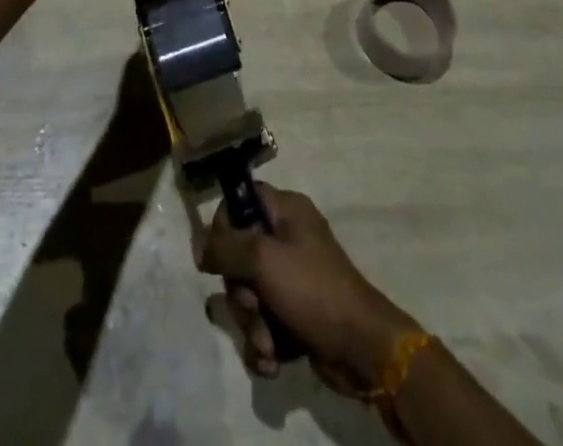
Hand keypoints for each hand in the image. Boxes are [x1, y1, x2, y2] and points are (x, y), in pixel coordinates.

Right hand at [198, 184, 417, 390]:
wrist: (361, 349)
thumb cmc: (312, 290)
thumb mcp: (263, 259)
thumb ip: (226, 247)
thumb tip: (201, 247)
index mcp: (286, 210)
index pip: (242, 200)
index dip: (225, 225)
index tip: (219, 256)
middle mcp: (288, 238)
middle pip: (240, 255)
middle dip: (241, 293)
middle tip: (253, 307)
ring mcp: (292, 278)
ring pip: (249, 295)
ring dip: (252, 325)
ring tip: (268, 345)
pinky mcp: (295, 314)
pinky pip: (263, 322)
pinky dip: (264, 343)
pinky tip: (273, 360)